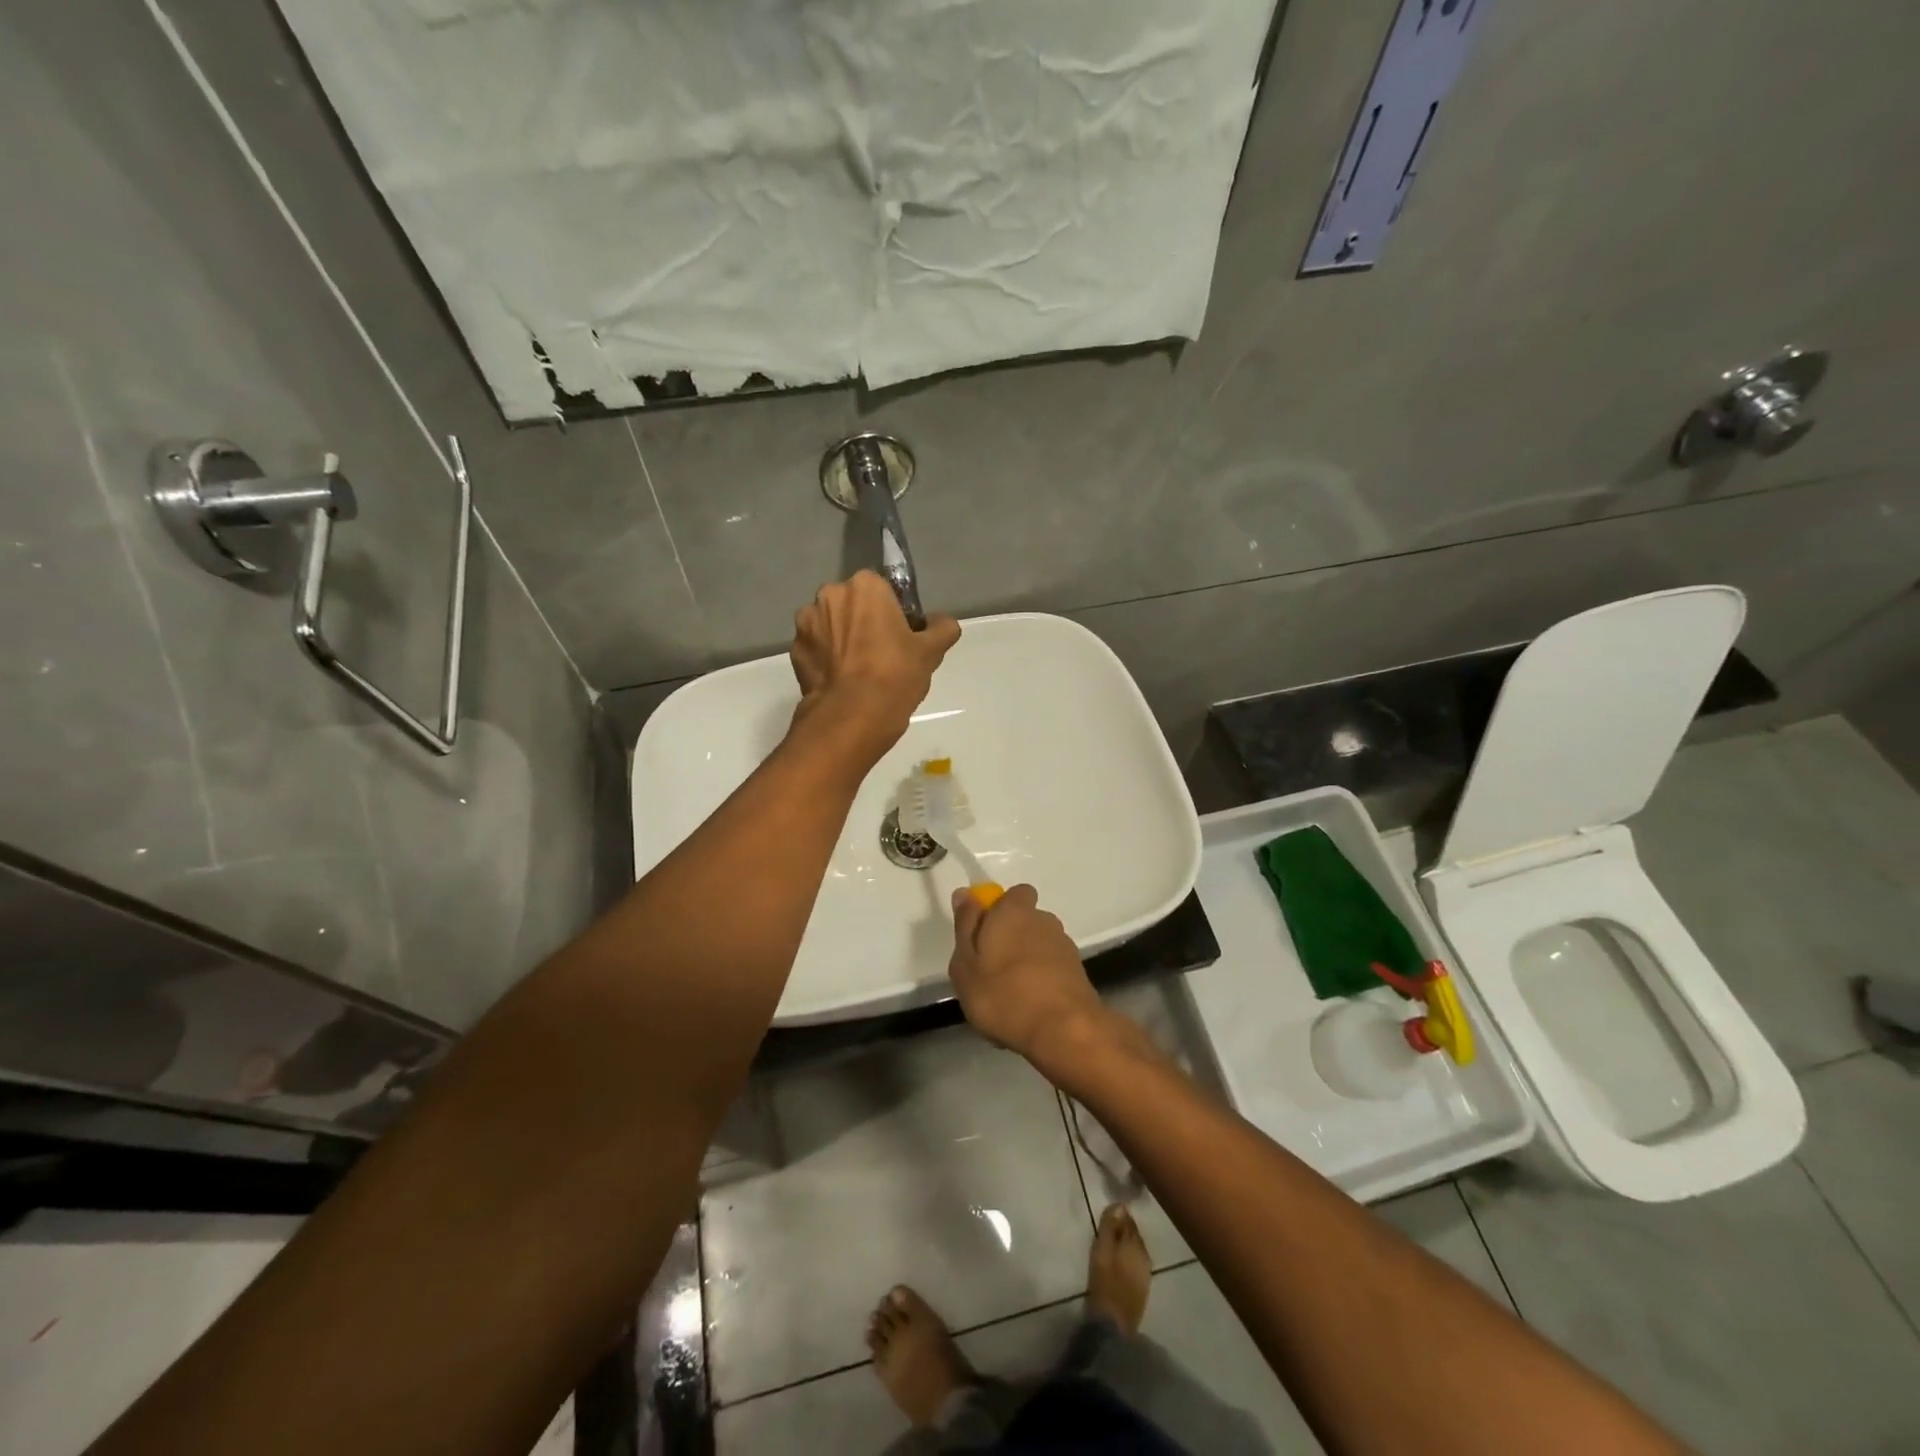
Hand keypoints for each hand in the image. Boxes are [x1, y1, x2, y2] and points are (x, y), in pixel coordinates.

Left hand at [789, 571, 959, 765]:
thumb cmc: (895, 674)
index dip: (894, 613)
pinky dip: (826, 660)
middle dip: (862, 622)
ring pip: (830, 626)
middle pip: (852, 605)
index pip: (882, 590)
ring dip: (841, 640)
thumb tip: (942, 622)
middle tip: (882, 655)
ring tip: (858, 672)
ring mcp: (806, 624)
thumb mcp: (931, 652)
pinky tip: (841, 682)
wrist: (852, 716)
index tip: (901, 637)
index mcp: (865, 586)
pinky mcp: (794, 652)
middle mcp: (829, 595)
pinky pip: (816, 650)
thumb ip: (941, 629)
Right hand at [947, 885, 1106, 1067]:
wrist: (1064, 1031)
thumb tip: (965, 894)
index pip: (1015, 893)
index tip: (984, 934)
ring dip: (1027, 962)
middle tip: (990, 970)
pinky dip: (1041, 982)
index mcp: (1014, 912)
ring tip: (1010, 995)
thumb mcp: (966, 964)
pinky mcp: (1078, 973)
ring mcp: (1064, 947)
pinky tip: (1029, 1009)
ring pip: (1039, 946)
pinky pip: (1052, 969)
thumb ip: (965, 926)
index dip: (1000, 908)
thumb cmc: (1004, 995)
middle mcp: (1043, 921)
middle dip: (1011, 937)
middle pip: (1026, 920)